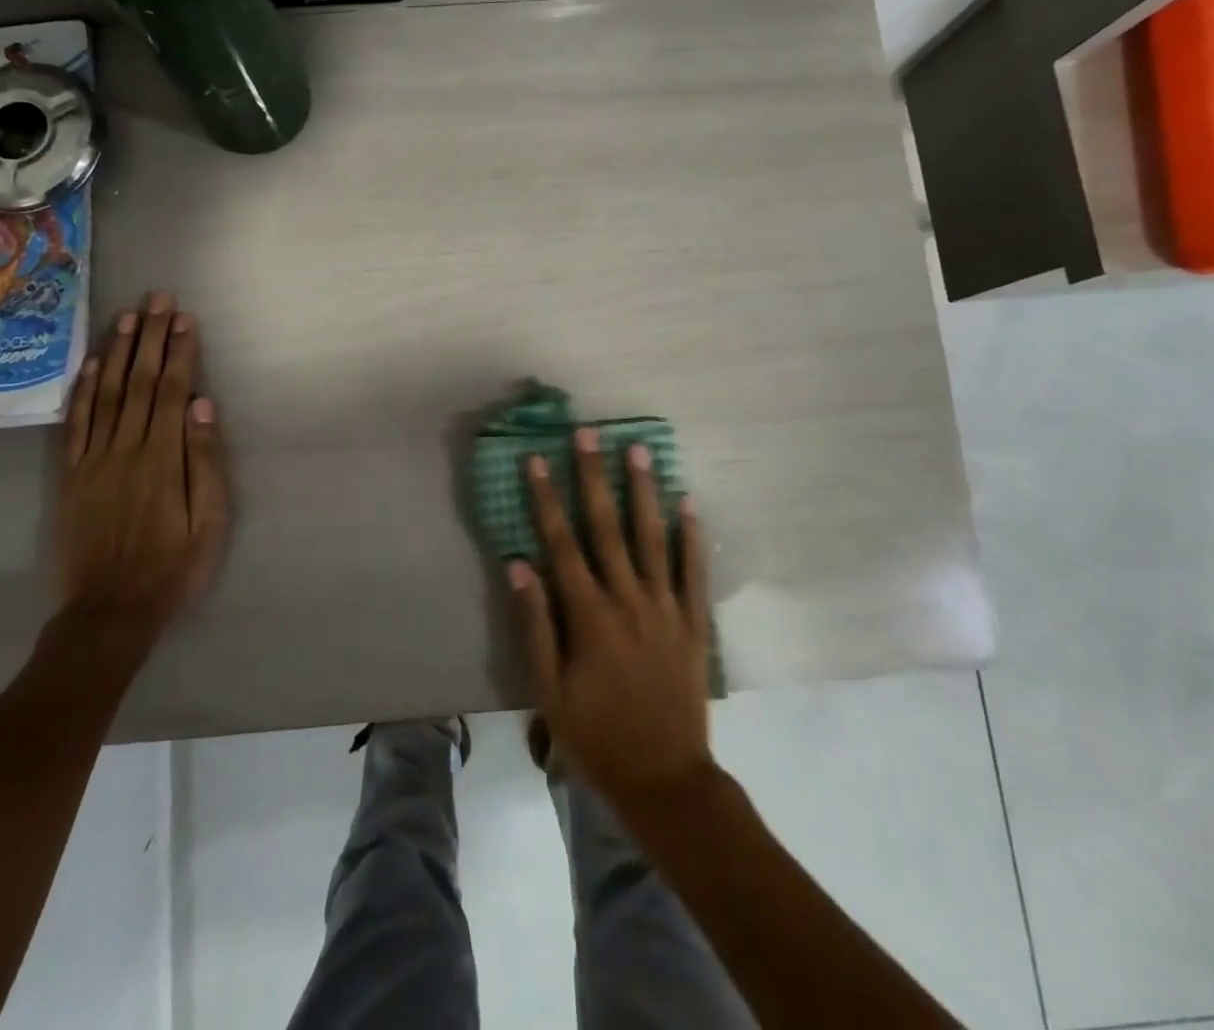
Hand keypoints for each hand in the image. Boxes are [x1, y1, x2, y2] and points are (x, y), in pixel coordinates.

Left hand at [55, 293, 229, 657]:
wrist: (110, 612)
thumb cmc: (173, 568)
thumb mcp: (210, 523)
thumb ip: (205, 462)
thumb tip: (202, 405)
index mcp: (162, 459)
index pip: (171, 391)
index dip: (179, 352)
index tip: (185, 318)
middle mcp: (125, 449)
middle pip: (139, 382)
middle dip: (150, 337)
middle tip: (158, 299)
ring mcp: (93, 460)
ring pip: (107, 394)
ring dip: (119, 352)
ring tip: (128, 317)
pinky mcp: (71, 476)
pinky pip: (76, 424)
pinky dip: (84, 390)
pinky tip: (92, 364)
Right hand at [507, 427, 713, 810]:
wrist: (665, 780)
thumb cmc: (596, 735)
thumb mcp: (549, 689)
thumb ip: (535, 623)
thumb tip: (519, 563)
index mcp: (588, 614)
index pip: (561, 542)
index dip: (546, 498)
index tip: (536, 459)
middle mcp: (628, 599)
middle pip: (606, 526)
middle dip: (593, 476)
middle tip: (588, 434)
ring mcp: (665, 609)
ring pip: (652, 538)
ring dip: (643, 491)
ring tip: (639, 449)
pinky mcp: (694, 624)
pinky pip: (694, 572)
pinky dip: (692, 537)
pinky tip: (688, 503)